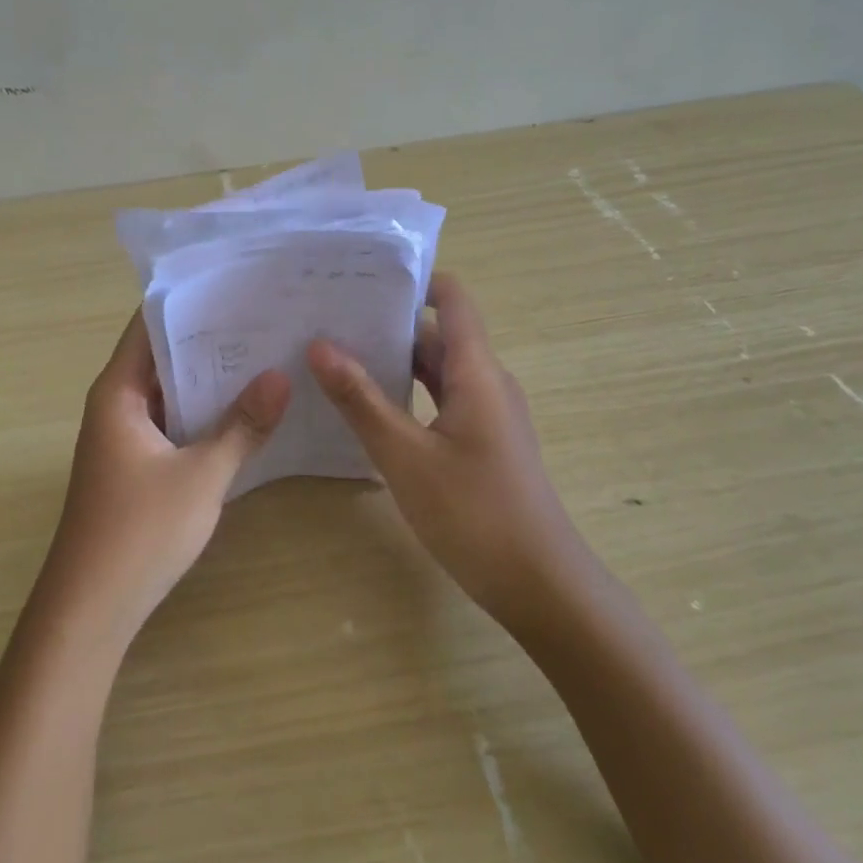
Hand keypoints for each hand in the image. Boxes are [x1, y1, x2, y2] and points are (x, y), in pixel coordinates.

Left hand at [34, 310, 290, 649]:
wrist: (90, 609)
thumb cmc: (139, 532)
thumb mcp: (201, 475)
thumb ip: (242, 425)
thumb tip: (280, 376)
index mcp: (118, 391)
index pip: (150, 324)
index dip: (191, 301)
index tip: (238, 283)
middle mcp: (116, 404)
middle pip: (163, 355)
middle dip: (210, 338)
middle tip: (266, 315)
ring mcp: (124, 435)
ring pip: (170, 391)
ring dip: (209, 377)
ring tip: (265, 353)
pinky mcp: (136, 463)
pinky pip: (172, 421)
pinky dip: (202, 411)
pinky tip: (245, 408)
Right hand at [307, 273, 584, 624]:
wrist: (541, 585)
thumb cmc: (475, 513)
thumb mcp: (406, 455)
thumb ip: (362, 400)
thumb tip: (321, 345)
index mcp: (477, 371)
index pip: (453, 299)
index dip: (415, 280)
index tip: (363, 276)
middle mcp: (486, 382)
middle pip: (438, 334)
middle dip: (388, 322)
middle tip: (329, 317)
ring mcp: (486, 415)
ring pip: (437, 371)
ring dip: (394, 361)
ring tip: (336, 357)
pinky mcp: (482, 444)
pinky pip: (440, 402)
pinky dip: (407, 395)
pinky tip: (367, 409)